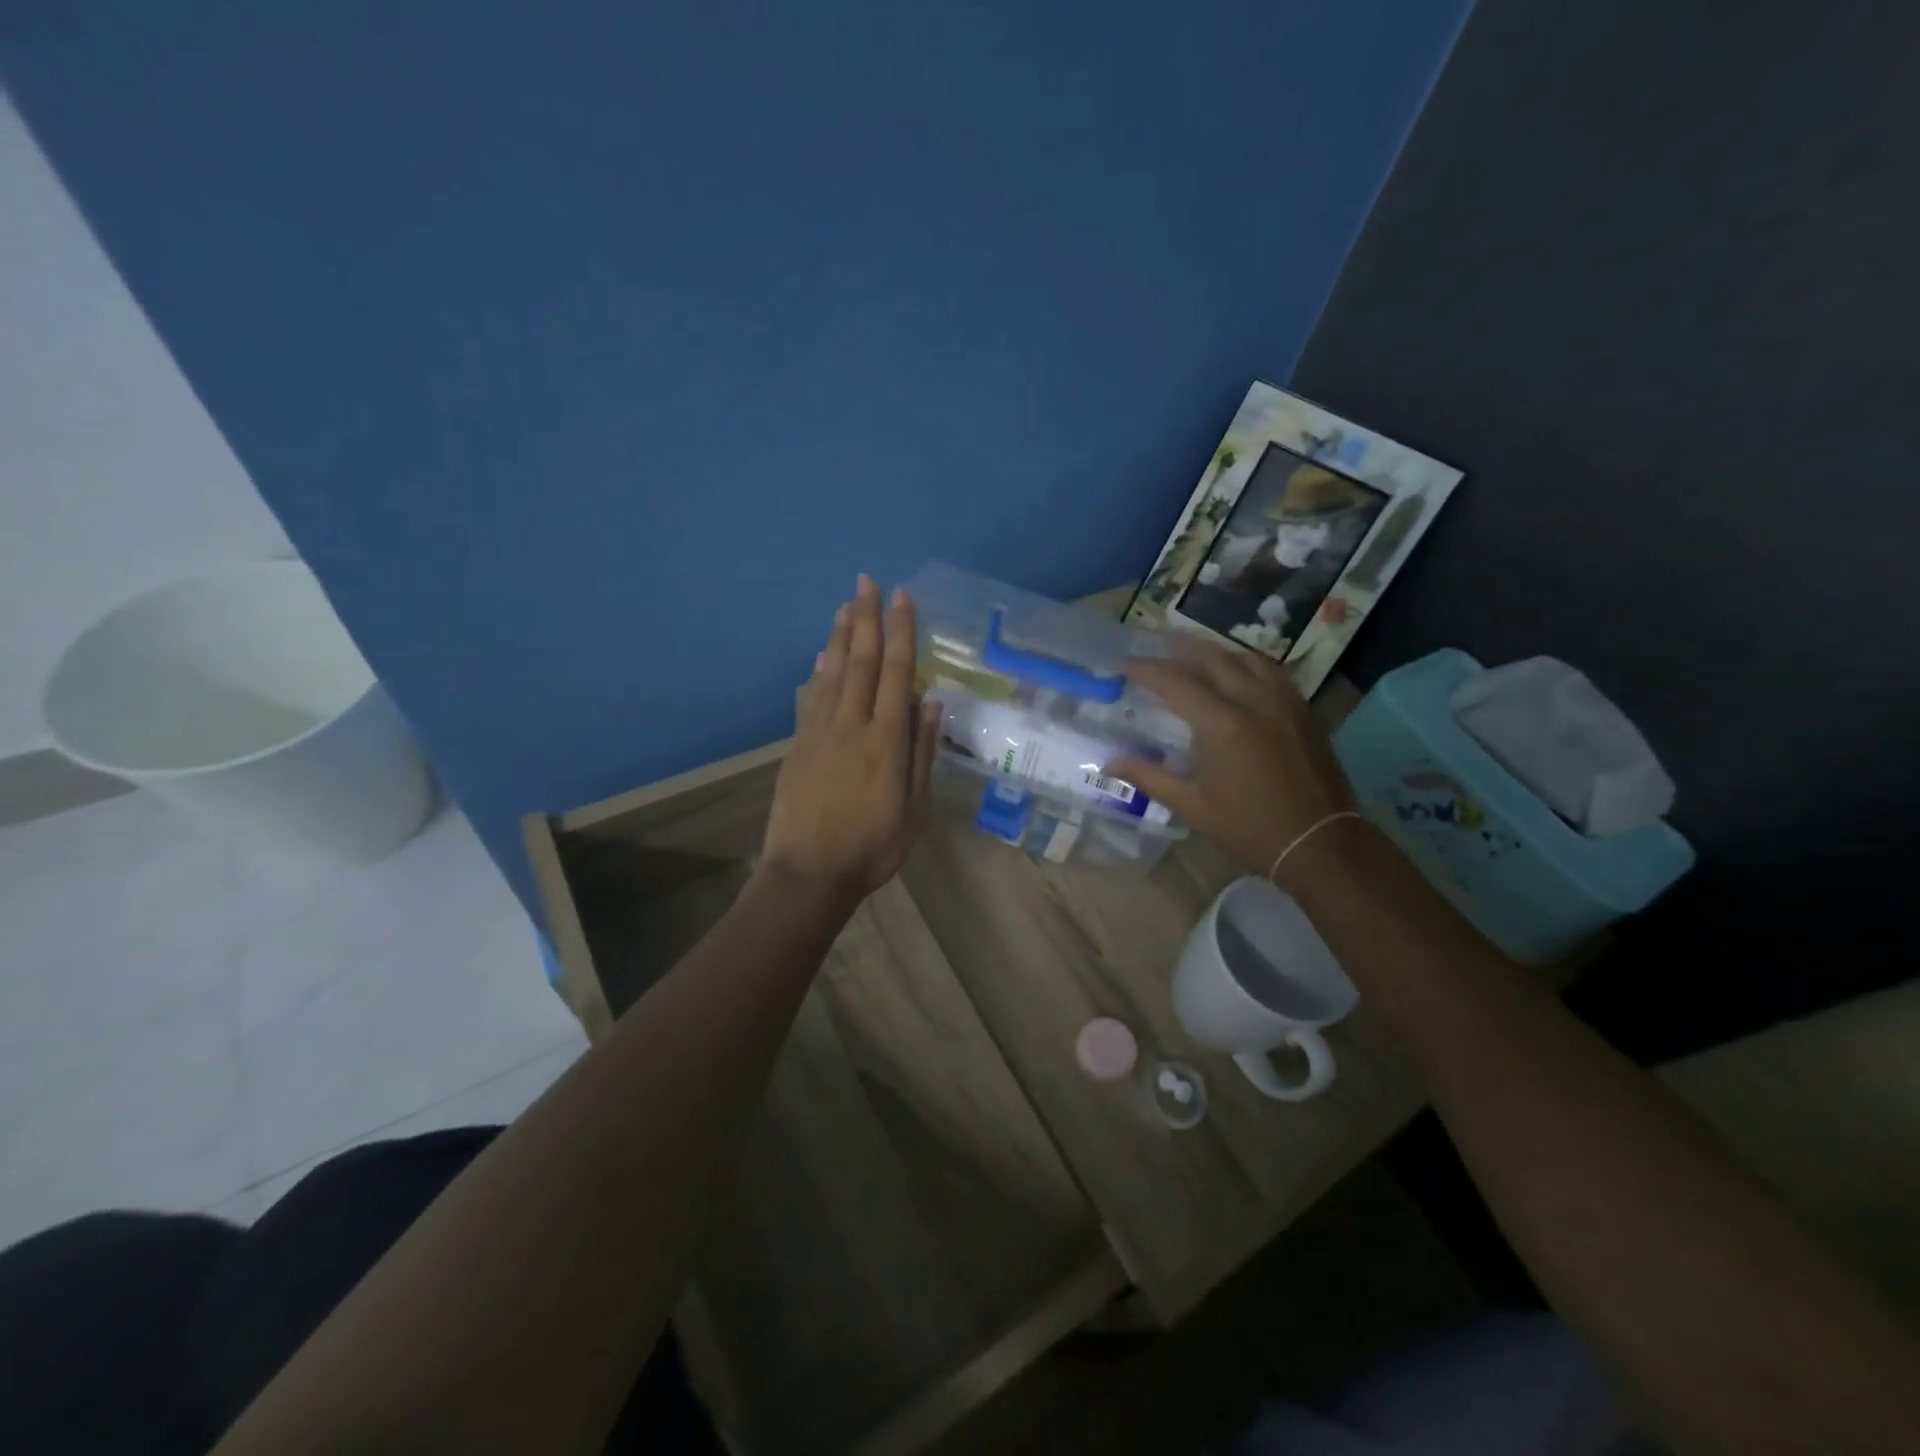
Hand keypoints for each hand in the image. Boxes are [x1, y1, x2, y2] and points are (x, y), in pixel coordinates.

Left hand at [760, 575, 938, 903]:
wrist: (809, 874)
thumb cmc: (872, 847)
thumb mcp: (914, 809)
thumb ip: (922, 753)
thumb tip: (930, 702)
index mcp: (887, 741)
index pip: (896, 673)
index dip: (900, 632)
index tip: (902, 598)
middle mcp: (853, 725)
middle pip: (861, 661)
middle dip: (866, 618)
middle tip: (867, 581)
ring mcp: (820, 733)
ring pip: (833, 672)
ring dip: (840, 635)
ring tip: (847, 604)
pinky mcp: (798, 745)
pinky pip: (810, 697)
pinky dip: (818, 671)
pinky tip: (821, 654)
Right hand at [1109, 641, 1357, 879]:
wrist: (1320, 843)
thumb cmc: (1250, 827)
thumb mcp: (1192, 806)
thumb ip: (1149, 777)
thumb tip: (1110, 762)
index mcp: (1223, 725)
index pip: (1177, 684)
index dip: (1148, 671)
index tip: (1127, 664)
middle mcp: (1254, 702)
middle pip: (1215, 659)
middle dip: (1184, 647)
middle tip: (1160, 641)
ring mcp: (1285, 703)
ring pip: (1249, 659)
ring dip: (1219, 651)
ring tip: (1200, 653)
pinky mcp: (1304, 712)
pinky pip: (1274, 674)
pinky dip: (1250, 665)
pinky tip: (1242, 675)